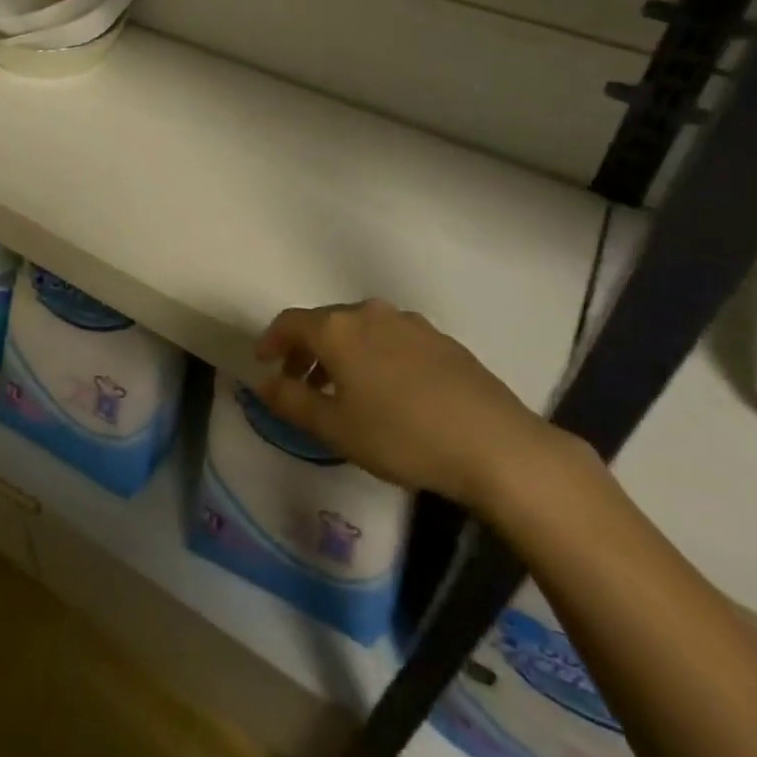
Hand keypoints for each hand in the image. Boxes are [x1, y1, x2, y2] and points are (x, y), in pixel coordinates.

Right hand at [254, 298, 569, 509]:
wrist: (494, 444)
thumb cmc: (402, 435)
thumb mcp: (335, 427)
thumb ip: (291, 401)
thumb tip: (261, 383)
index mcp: (338, 329)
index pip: (290, 323)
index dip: (271, 341)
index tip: (264, 364)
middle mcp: (369, 313)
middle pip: (325, 323)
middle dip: (306, 350)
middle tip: (300, 383)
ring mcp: (408, 322)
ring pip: (360, 330)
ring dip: (341, 354)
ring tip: (343, 391)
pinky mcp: (440, 339)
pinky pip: (391, 339)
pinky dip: (374, 356)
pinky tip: (388, 391)